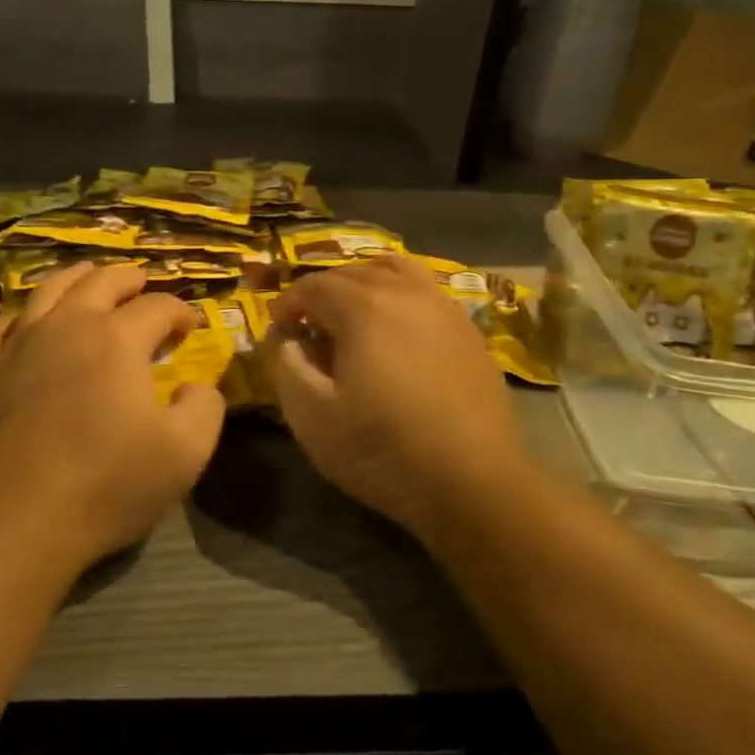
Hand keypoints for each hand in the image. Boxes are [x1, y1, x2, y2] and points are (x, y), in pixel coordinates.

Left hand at [0, 263, 225, 573]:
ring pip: (50, 290)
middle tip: (143, 282)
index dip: (179, 311)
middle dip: (129, 279)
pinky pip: (3, 325)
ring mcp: (22, 344)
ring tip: (89, 275)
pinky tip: (28, 320)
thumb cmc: (106, 483)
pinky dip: (23, 314)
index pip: (157, 307)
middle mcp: (69, 325)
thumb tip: (197, 386)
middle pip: (102, 283)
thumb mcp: (185, 453)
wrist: (15, 516)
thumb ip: (204, 408)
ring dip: (77, 278)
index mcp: (118, 339)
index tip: (190, 326)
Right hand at [268, 256, 522, 541]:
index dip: (289, 303)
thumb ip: (288, 367)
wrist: (474, 483)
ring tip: (354, 315)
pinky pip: (426, 292)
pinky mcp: (469, 331)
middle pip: (353, 272)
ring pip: (396, 271)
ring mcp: (443, 308)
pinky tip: (398, 333)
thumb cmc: (383, 450)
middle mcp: (405, 293)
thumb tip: (289, 341)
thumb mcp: (312, 417)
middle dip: (323, 292)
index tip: (280, 329)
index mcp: (363, 308)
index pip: (314, 285)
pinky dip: (401, 296)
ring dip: (365, 283)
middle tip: (310, 327)